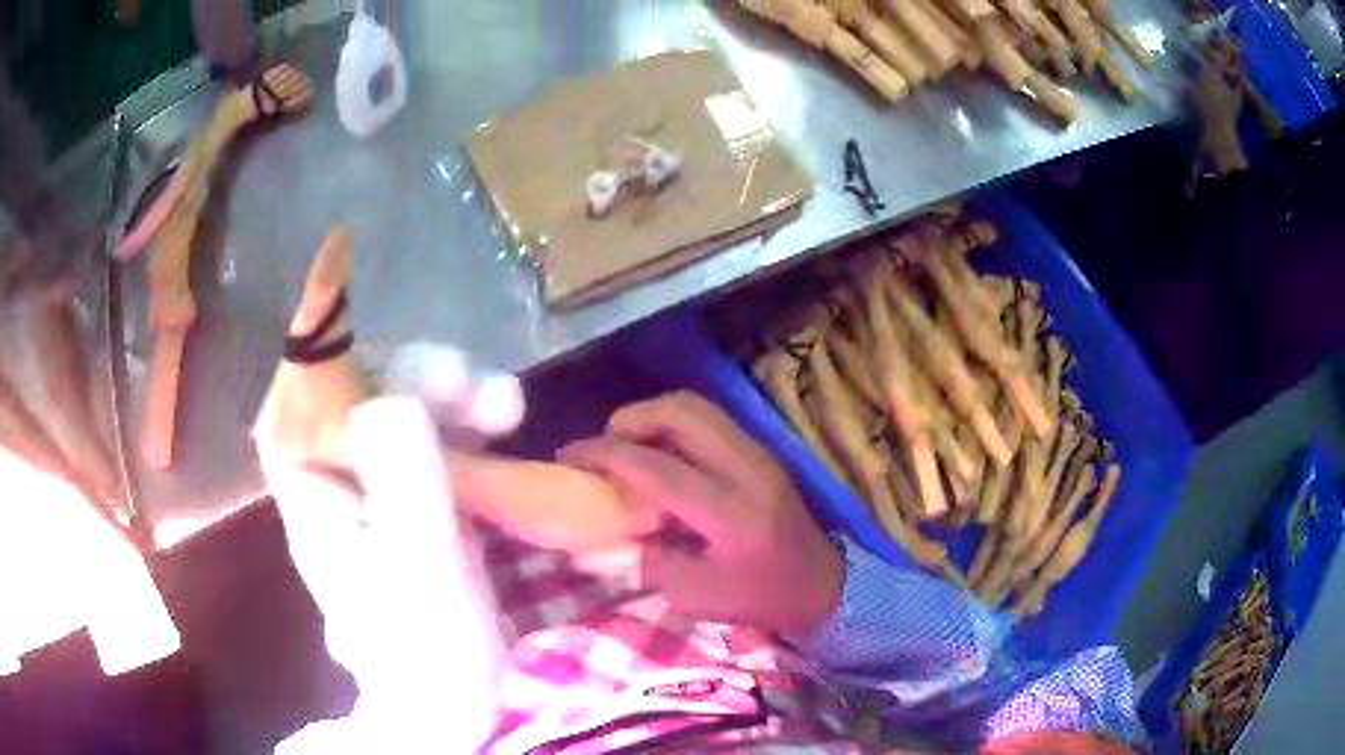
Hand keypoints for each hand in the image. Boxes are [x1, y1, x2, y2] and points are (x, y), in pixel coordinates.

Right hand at [559, 392, 843, 636]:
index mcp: (730, 514)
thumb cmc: (761, 599)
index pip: (656, 468)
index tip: (568, 456)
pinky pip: (711, 421)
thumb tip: (599, 539)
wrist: (824, 585)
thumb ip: (646, 562)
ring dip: (653, 416)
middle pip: (681, 413)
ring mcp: (759, 454)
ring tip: (626, 444)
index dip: (605, 455)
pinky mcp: (762, 453)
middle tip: (601, 445)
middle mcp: (746, 470)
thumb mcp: (698, 598)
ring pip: (698, 408)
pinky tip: (660, 453)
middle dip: (630, 418)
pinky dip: (676, 425)